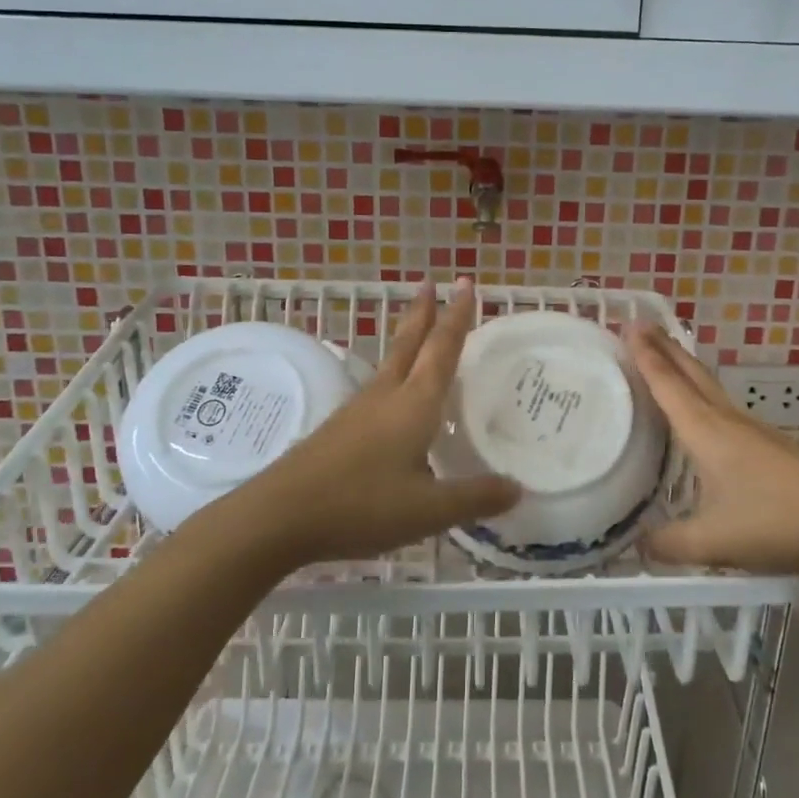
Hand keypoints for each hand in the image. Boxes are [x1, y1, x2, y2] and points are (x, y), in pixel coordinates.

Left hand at [243, 279, 519, 565]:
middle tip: (431, 283)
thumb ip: (475, 497)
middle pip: (409, 343)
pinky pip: (377, 386)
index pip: (443, 349)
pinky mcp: (340, 427)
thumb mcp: (429, 509)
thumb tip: (517, 487)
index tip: (467, 284)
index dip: (458, 316)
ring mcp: (358, 409)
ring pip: (390, 361)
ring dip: (407, 337)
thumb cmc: (361, 505)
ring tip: (417, 326)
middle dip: (424, 312)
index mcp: (414, 403)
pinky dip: (394, 371)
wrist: (281, 515)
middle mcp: (387, 395)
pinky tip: (392, 392)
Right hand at [624, 321, 798, 572]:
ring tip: (667, 358)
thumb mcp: (712, 541)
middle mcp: (725, 420)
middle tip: (643, 325)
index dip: (646, 356)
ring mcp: (751, 429)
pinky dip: (702, 393)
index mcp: (705, 431)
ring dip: (684, 367)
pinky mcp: (769, 444)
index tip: (630, 325)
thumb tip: (638, 546)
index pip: (668, 384)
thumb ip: (670, 544)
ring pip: (709, 387)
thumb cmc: (773, 520)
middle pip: (690, 373)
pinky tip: (704, 413)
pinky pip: (723, 406)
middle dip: (665, 347)